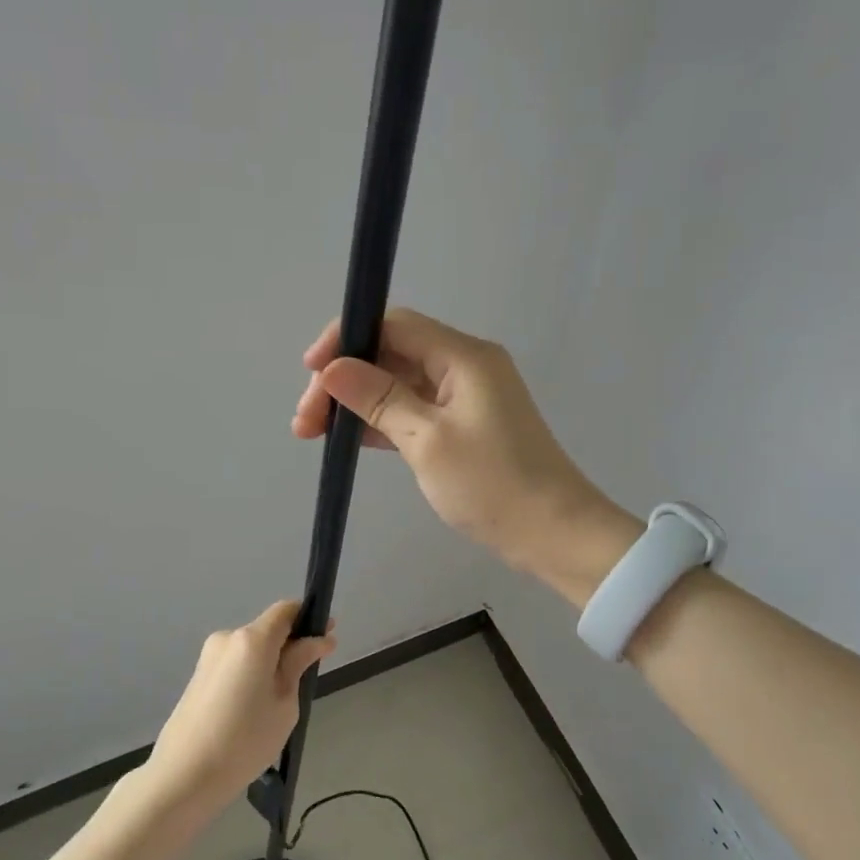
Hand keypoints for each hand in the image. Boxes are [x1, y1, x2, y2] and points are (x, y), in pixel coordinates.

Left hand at [148, 600, 337, 806]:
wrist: (183, 776)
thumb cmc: (245, 740)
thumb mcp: (284, 703)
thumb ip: (299, 664)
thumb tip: (319, 639)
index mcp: (252, 640)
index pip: (286, 610)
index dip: (309, 619)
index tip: (326, 638)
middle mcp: (228, 638)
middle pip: (268, 630)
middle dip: (290, 646)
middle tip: (305, 680)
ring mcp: (209, 657)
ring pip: (251, 650)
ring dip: (269, 663)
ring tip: (277, 704)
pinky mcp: (198, 676)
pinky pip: (235, 665)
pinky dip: (251, 676)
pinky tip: (252, 711)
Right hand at [292, 308, 636, 597]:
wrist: (553, 535)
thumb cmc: (493, 485)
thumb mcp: (427, 441)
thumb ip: (378, 399)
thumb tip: (332, 369)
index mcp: (463, 356)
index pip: (393, 324)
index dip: (346, 339)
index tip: (310, 372)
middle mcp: (465, 366)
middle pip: (392, 353)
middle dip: (344, 379)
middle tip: (305, 421)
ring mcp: (465, 398)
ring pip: (398, 384)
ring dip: (357, 403)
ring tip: (315, 432)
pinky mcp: (464, 427)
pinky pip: (413, 410)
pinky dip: (381, 421)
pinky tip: (350, 440)